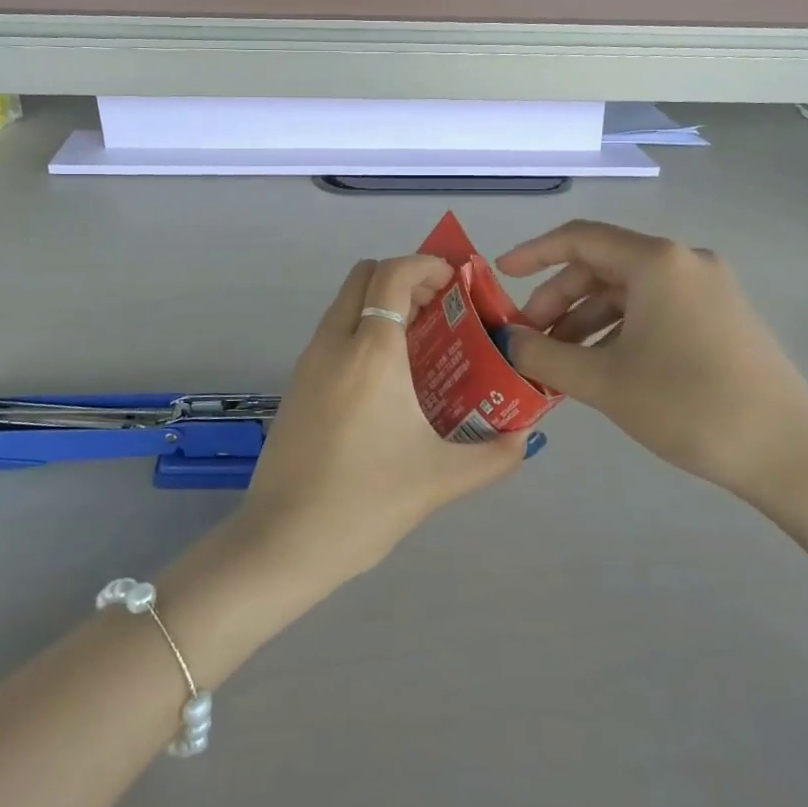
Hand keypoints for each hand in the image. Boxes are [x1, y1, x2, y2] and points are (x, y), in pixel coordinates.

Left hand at [239, 256, 530, 584]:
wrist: (282, 542)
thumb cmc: (365, 503)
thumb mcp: (440, 480)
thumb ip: (494, 455)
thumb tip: (525, 438)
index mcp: (371, 352)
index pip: (393, 274)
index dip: (426, 264)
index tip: (456, 282)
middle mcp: (335, 343)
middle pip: (364, 275)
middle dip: (404, 279)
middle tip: (440, 311)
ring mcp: (308, 361)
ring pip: (345, 303)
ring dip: (380, 304)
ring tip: (421, 344)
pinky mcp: (296, 384)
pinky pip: (333, 333)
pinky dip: (361, 330)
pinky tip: (387, 379)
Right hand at [495, 221, 807, 507]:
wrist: (792, 457)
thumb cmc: (689, 406)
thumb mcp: (604, 382)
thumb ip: (544, 355)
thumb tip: (508, 340)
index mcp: (657, 262)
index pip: (579, 238)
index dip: (533, 253)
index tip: (500, 276)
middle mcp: (684, 262)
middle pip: (602, 266)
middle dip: (559, 299)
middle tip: (530, 338)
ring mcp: (709, 288)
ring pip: (628, 291)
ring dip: (587, 319)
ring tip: (561, 360)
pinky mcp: (723, 316)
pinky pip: (656, 309)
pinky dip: (620, 329)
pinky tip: (603, 366)